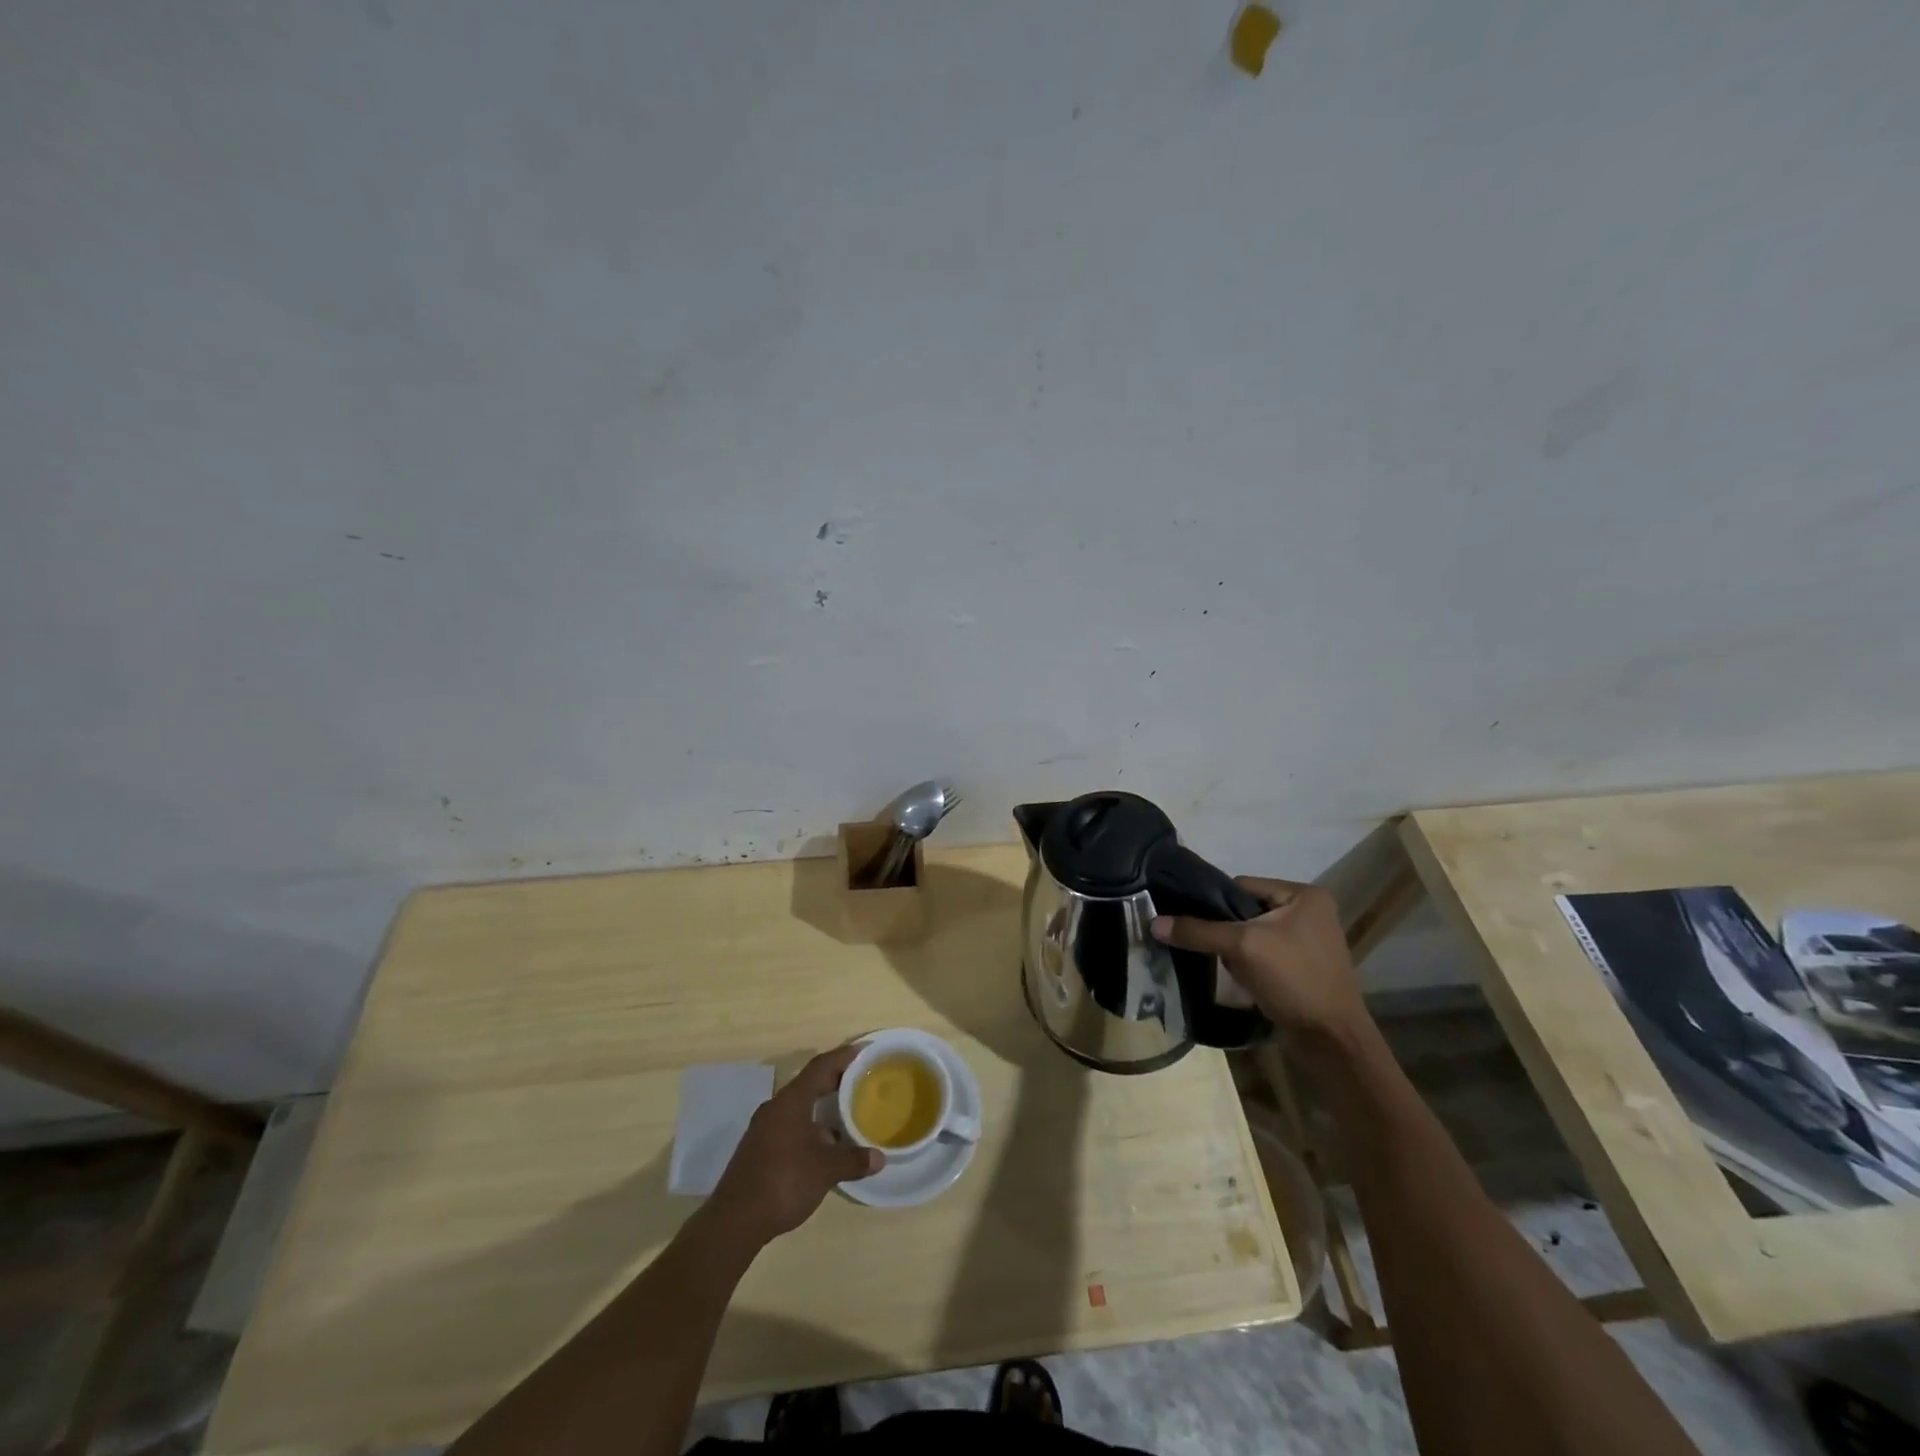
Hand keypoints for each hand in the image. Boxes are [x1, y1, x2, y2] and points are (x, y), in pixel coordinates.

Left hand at [707, 1045, 881, 1244]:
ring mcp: (764, 1129)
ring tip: (848, 1112)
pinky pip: (791, 1125)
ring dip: (823, 1107)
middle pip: (809, 1084)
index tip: (863, 1051)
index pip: (820, 1067)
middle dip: (835, 1081)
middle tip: (861, 1080)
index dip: (843, 1056)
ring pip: (799, 1107)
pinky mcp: (759, 1149)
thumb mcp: (826, 1170)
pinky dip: (811, 1126)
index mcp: (791, 1101)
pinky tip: (825, 1144)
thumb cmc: (784, 1181)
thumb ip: (853, 1159)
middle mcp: (776, 1108)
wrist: (735, 1221)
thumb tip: (879, 1158)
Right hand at [1152, 878, 1366, 1041]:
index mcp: (1305, 895)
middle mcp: (1309, 912)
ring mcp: (1308, 942)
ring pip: (1252, 934)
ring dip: (1234, 949)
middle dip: (1224, 928)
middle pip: (1246, 909)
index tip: (1189, 920)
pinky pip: (1263, 955)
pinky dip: (1246, 964)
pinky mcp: (1302, 968)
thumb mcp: (1242, 948)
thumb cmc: (1294, 981)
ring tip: (1221, 964)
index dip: (1214, 901)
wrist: (1331, 1042)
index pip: (1242, 885)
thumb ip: (1198, 931)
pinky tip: (1236, 979)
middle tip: (1202, 945)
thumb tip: (1153, 923)